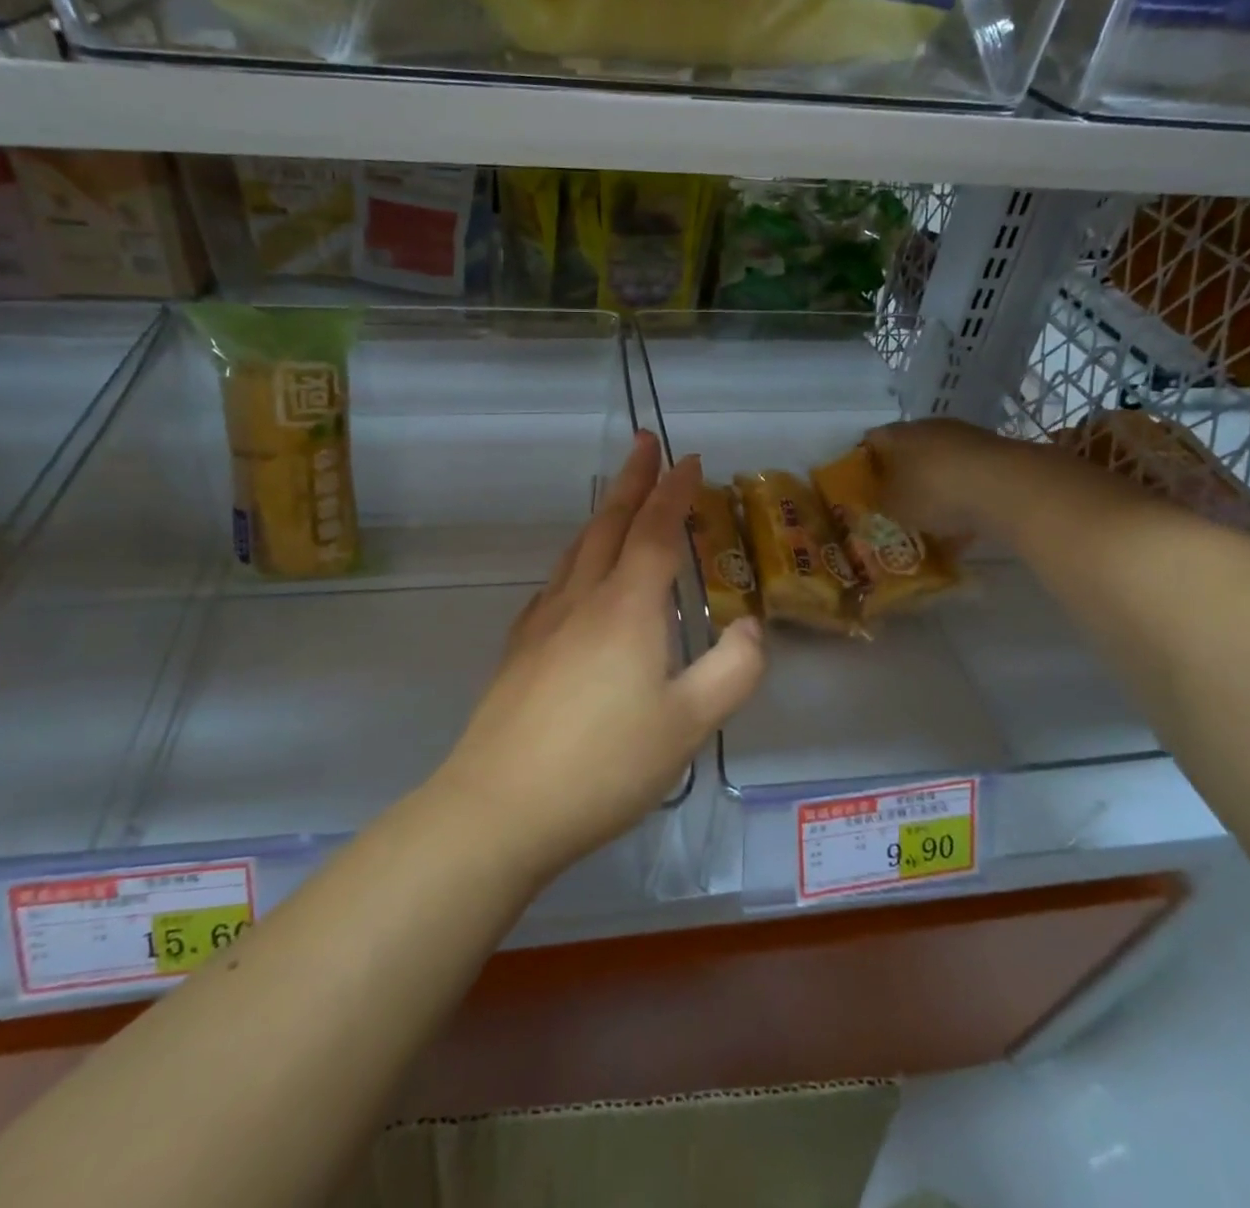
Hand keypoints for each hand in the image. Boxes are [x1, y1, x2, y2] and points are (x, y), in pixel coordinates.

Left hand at [432, 433, 765, 882]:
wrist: (499, 806)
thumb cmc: (603, 765)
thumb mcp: (688, 725)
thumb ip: (732, 671)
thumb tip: (749, 627)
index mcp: (627, 609)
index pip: (655, 531)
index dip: (675, 492)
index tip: (690, 459)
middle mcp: (582, 600)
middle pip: (609, 524)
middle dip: (632, 480)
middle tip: (644, 442)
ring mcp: (543, 623)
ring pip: (577, 550)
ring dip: (602, 515)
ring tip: (617, 499)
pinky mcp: (519, 650)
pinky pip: (555, 584)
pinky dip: (576, 560)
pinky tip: (575, 578)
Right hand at [864, 417, 1015, 538]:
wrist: (1006, 487)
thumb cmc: (933, 492)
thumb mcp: (893, 505)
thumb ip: (879, 501)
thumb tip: (878, 498)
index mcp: (896, 434)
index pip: (870, 442)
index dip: (863, 465)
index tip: (862, 489)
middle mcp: (929, 427)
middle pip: (906, 451)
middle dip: (900, 476)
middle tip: (895, 504)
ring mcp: (965, 438)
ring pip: (939, 464)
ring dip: (933, 486)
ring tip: (930, 519)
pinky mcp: (994, 454)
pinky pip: (967, 478)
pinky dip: (962, 497)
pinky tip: (962, 525)